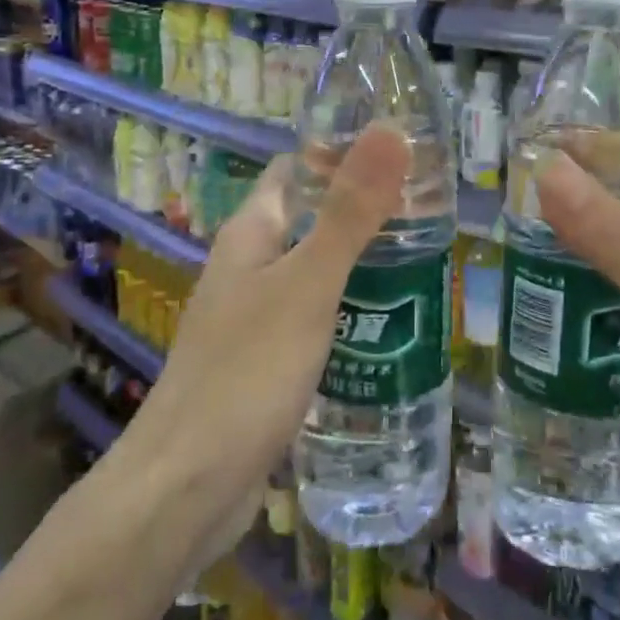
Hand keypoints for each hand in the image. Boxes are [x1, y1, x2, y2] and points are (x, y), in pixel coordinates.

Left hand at [116, 127, 409, 559]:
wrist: (185, 489)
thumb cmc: (247, 372)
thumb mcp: (308, 285)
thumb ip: (351, 211)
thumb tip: (390, 130)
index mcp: (251, 232)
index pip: (299, 169)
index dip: (345, 152)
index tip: (406, 151)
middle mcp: (249, 265)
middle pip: (312, 219)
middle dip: (366, 210)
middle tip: (434, 211)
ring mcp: (255, 316)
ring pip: (316, 270)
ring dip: (362, 262)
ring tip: (428, 260)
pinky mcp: (266, 362)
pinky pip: (315, 317)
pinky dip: (351, 310)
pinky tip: (391, 324)